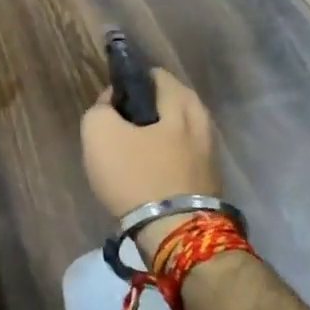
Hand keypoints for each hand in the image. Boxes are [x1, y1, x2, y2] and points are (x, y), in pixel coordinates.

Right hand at [81, 68, 217, 237]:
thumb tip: (110, 105)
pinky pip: (184, 156)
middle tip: (121, 128)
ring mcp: (210, 152)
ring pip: (178, 131)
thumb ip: (100, 109)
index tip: (111, 105)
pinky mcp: (210, 180)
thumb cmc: (136, 175)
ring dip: (157, 136)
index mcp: (180, 101)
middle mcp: (202, 120)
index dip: (128, 84)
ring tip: (131, 154)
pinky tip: (148, 173)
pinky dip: (167, 158)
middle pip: (170, 102)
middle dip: (146, 109)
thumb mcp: (99, 133)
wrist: (175, 233)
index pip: (154, 75)